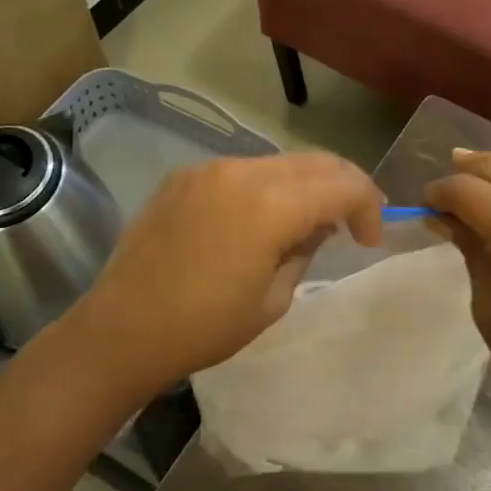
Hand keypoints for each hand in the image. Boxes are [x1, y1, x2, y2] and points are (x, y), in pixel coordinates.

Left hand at [68, 152, 383, 403]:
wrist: (122, 328)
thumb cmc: (203, 326)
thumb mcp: (273, 299)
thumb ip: (305, 250)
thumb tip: (316, 226)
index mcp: (269, 204)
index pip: (342, 184)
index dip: (367, 206)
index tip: (368, 238)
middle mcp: (241, 171)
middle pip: (315, 162)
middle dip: (343, 188)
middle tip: (351, 224)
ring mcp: (209, 169)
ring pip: (279, 162)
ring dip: (304, 186)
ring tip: (303, 224)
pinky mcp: (185, 176)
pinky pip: (242, 171)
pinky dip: (266, 187)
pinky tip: (258, 220)